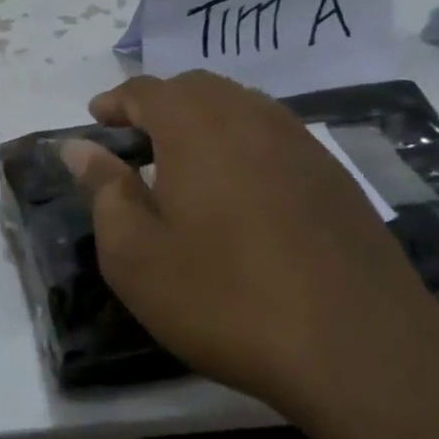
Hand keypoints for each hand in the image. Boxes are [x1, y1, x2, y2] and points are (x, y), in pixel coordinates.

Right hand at [62, 72, 438, 417]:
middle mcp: (249, 117)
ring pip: (241, 106)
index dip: (116, 101)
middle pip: (196, 88)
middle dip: (160, 103)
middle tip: (137, 138)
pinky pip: (276, 136)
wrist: (360, 350)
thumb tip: (78, 147)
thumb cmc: (225, 297)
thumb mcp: (135, 254)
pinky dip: (245, 143)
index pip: (145, 90)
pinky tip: (242, 189)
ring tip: (186, 160)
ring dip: (204, 119)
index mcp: (194, 126)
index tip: (97, 119)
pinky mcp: (336, 177)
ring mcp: (300, 143)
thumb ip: (103, 190)